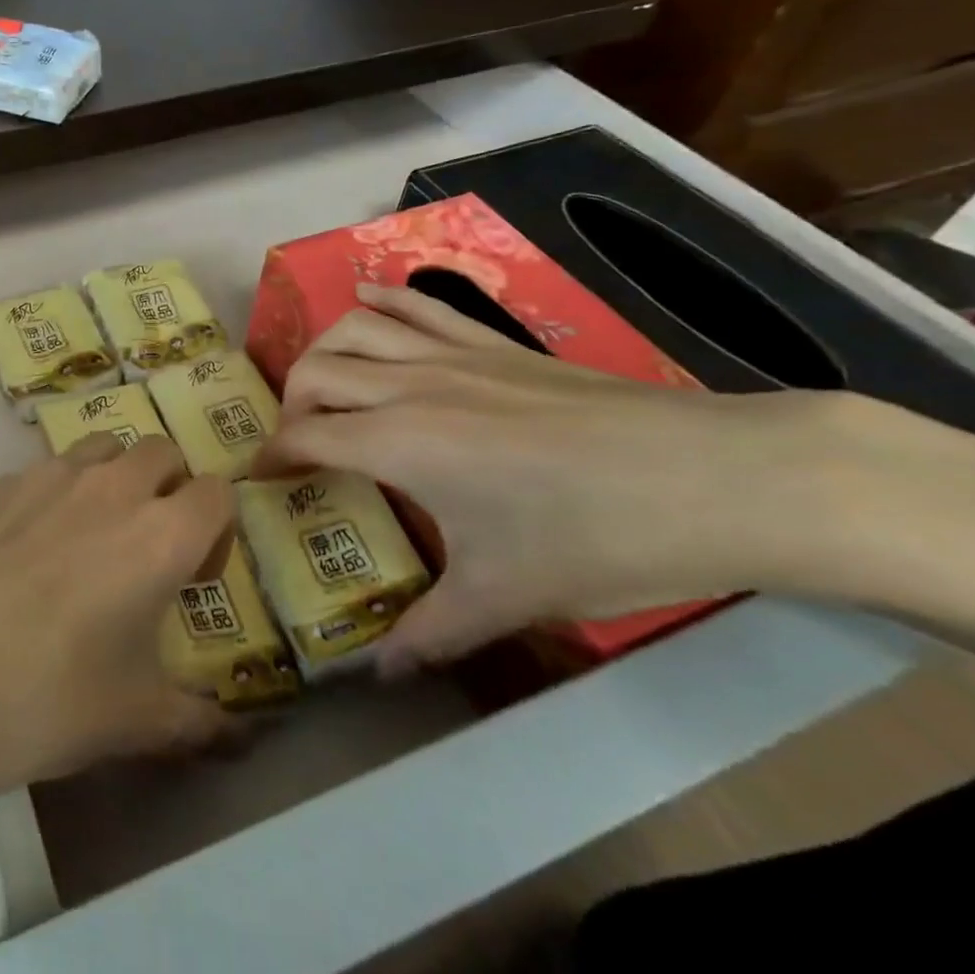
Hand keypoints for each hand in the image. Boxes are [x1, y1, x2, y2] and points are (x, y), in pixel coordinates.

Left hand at [0, 433, 235, 810]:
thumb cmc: (43, 698)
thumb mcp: (131, 721)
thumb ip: (195, 722)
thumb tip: (233, 735)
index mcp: (160, 535)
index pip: (217, 492)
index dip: (216, 530)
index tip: (194, 577)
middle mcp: (110, 488)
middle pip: (162, 453)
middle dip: (169, 489)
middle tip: (145, 548)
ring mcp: (46, 476)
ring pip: (101, 449)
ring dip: (112, 480)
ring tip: (86, 539)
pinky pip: (41, 473)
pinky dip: (51, 497)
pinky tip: (18, 554)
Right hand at [252, 284, 938, 673]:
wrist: (715, 478)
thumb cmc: (599, 538)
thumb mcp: (508, 595)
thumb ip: (432, 632)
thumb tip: (378, 674)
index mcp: (400, 443)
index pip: (305, 436)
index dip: (272, 457)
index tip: (259, 480)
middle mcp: (410, 385)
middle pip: (317, 372)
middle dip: (290, 404)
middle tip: (298, 442)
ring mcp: (453, 354)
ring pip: (357, 327)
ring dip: (324, 349)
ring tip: (322, 381)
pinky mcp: (493, 342)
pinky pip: (419, 305)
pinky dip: (382, 299)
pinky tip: (365, 300)